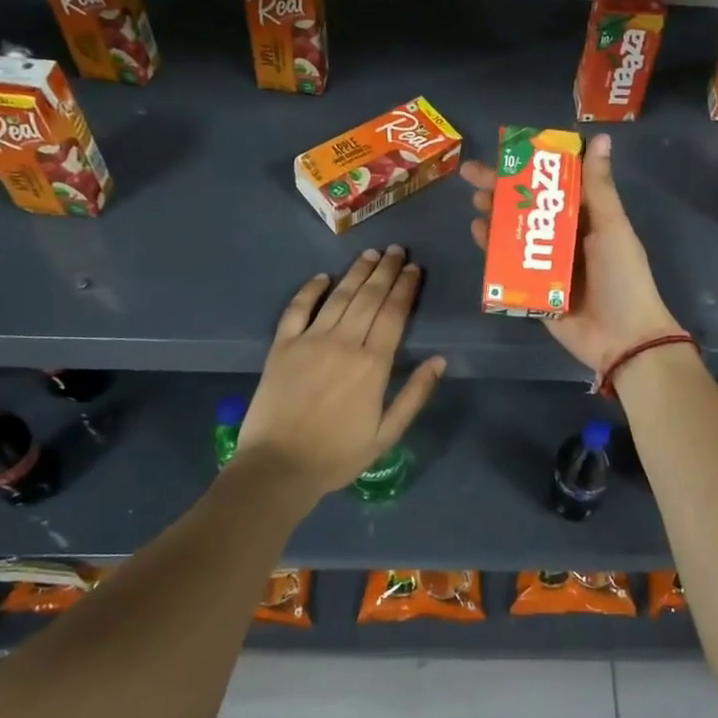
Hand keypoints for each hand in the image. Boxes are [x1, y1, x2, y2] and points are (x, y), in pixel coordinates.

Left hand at [235, 246, 446, 499]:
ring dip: (357, 272)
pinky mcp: (282, 346)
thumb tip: (440, 360)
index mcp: (373, 364)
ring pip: (339, 296)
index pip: (394, 313)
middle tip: (396, 250)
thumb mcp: (387, 434)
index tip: (414, 268)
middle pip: (369, 297)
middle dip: (385, 270)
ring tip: (370, 253)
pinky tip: (322, 277)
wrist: (277, 468)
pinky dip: (310, 290)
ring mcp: (310, 341)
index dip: (405, 288)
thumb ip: (415, 394)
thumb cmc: (337, 455)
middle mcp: (343, 342)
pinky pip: (297, 309)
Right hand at [463, 132, 679, 372]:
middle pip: (528, 207)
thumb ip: (598, 186)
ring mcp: (547, 264)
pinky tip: (478, 234)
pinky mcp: (533, 290)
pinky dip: (493, 249)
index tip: (504, 152)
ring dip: (495, 216)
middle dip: (501, 190)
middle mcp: (566, 238)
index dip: (529, 168)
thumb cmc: (622, 277)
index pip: (554, 185)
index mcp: (587, 219)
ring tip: (476, 203)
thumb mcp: (612, 227)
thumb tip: (599, 137)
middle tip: (472, 176)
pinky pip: (509, 265)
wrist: (624, 339)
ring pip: (515, 233)